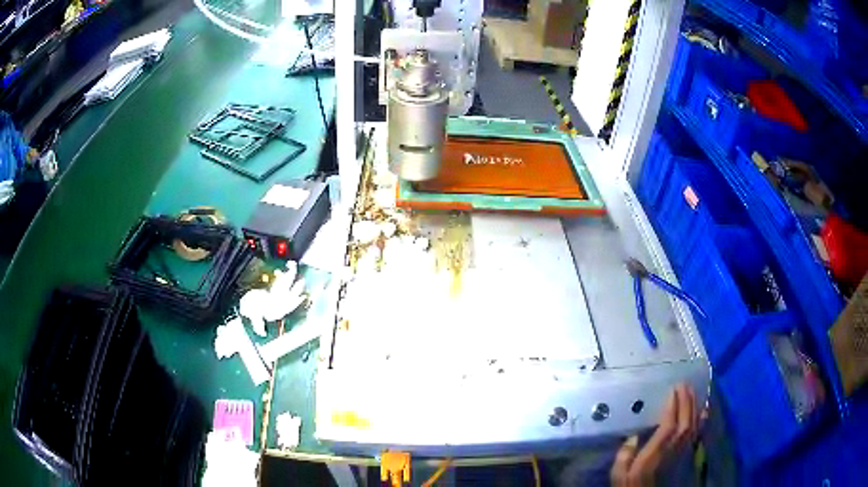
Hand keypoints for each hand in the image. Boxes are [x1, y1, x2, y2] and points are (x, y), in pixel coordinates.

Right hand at [610, 384, 702, 485]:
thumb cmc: (630, 484)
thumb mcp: (619, 474)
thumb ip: (624, 456)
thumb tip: (632, 437)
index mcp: (654, 454)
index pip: (669, 426)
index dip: (673, 407)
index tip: (673, 390)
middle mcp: (672, 450)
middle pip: (684, 423)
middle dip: (686, 402)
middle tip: (684, 384)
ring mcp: (681, 452)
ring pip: (692, 426)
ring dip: (693, 407)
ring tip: (692, 391)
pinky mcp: (685, 454)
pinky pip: (696, 434)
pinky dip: (701, 421)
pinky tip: (704, 410)